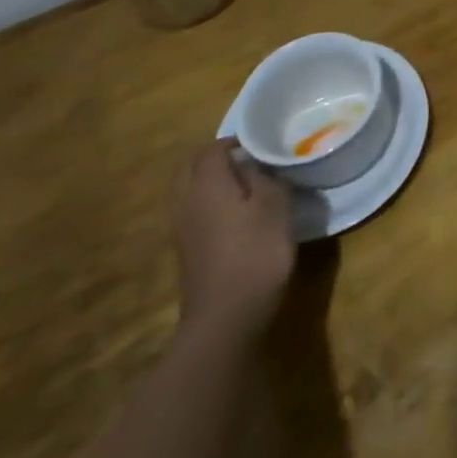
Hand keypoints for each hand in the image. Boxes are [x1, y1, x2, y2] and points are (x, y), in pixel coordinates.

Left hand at [174, 139, 297, 342]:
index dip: (233, 141)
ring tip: (244, 184)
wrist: (226, 316)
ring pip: (188, 192)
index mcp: (206, 185)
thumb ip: (264, 176)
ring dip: (209, 182)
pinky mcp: (186, 253)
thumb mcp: (275, 204)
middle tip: (246, 158)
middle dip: (214, 158)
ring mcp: (181, 230)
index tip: (259, 142)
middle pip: (190, 169)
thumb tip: (253, 165)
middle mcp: (186, 203)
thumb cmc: (256, 251)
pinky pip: (192, 213)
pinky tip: (235, 215)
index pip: (211, 150)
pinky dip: (208, 204)